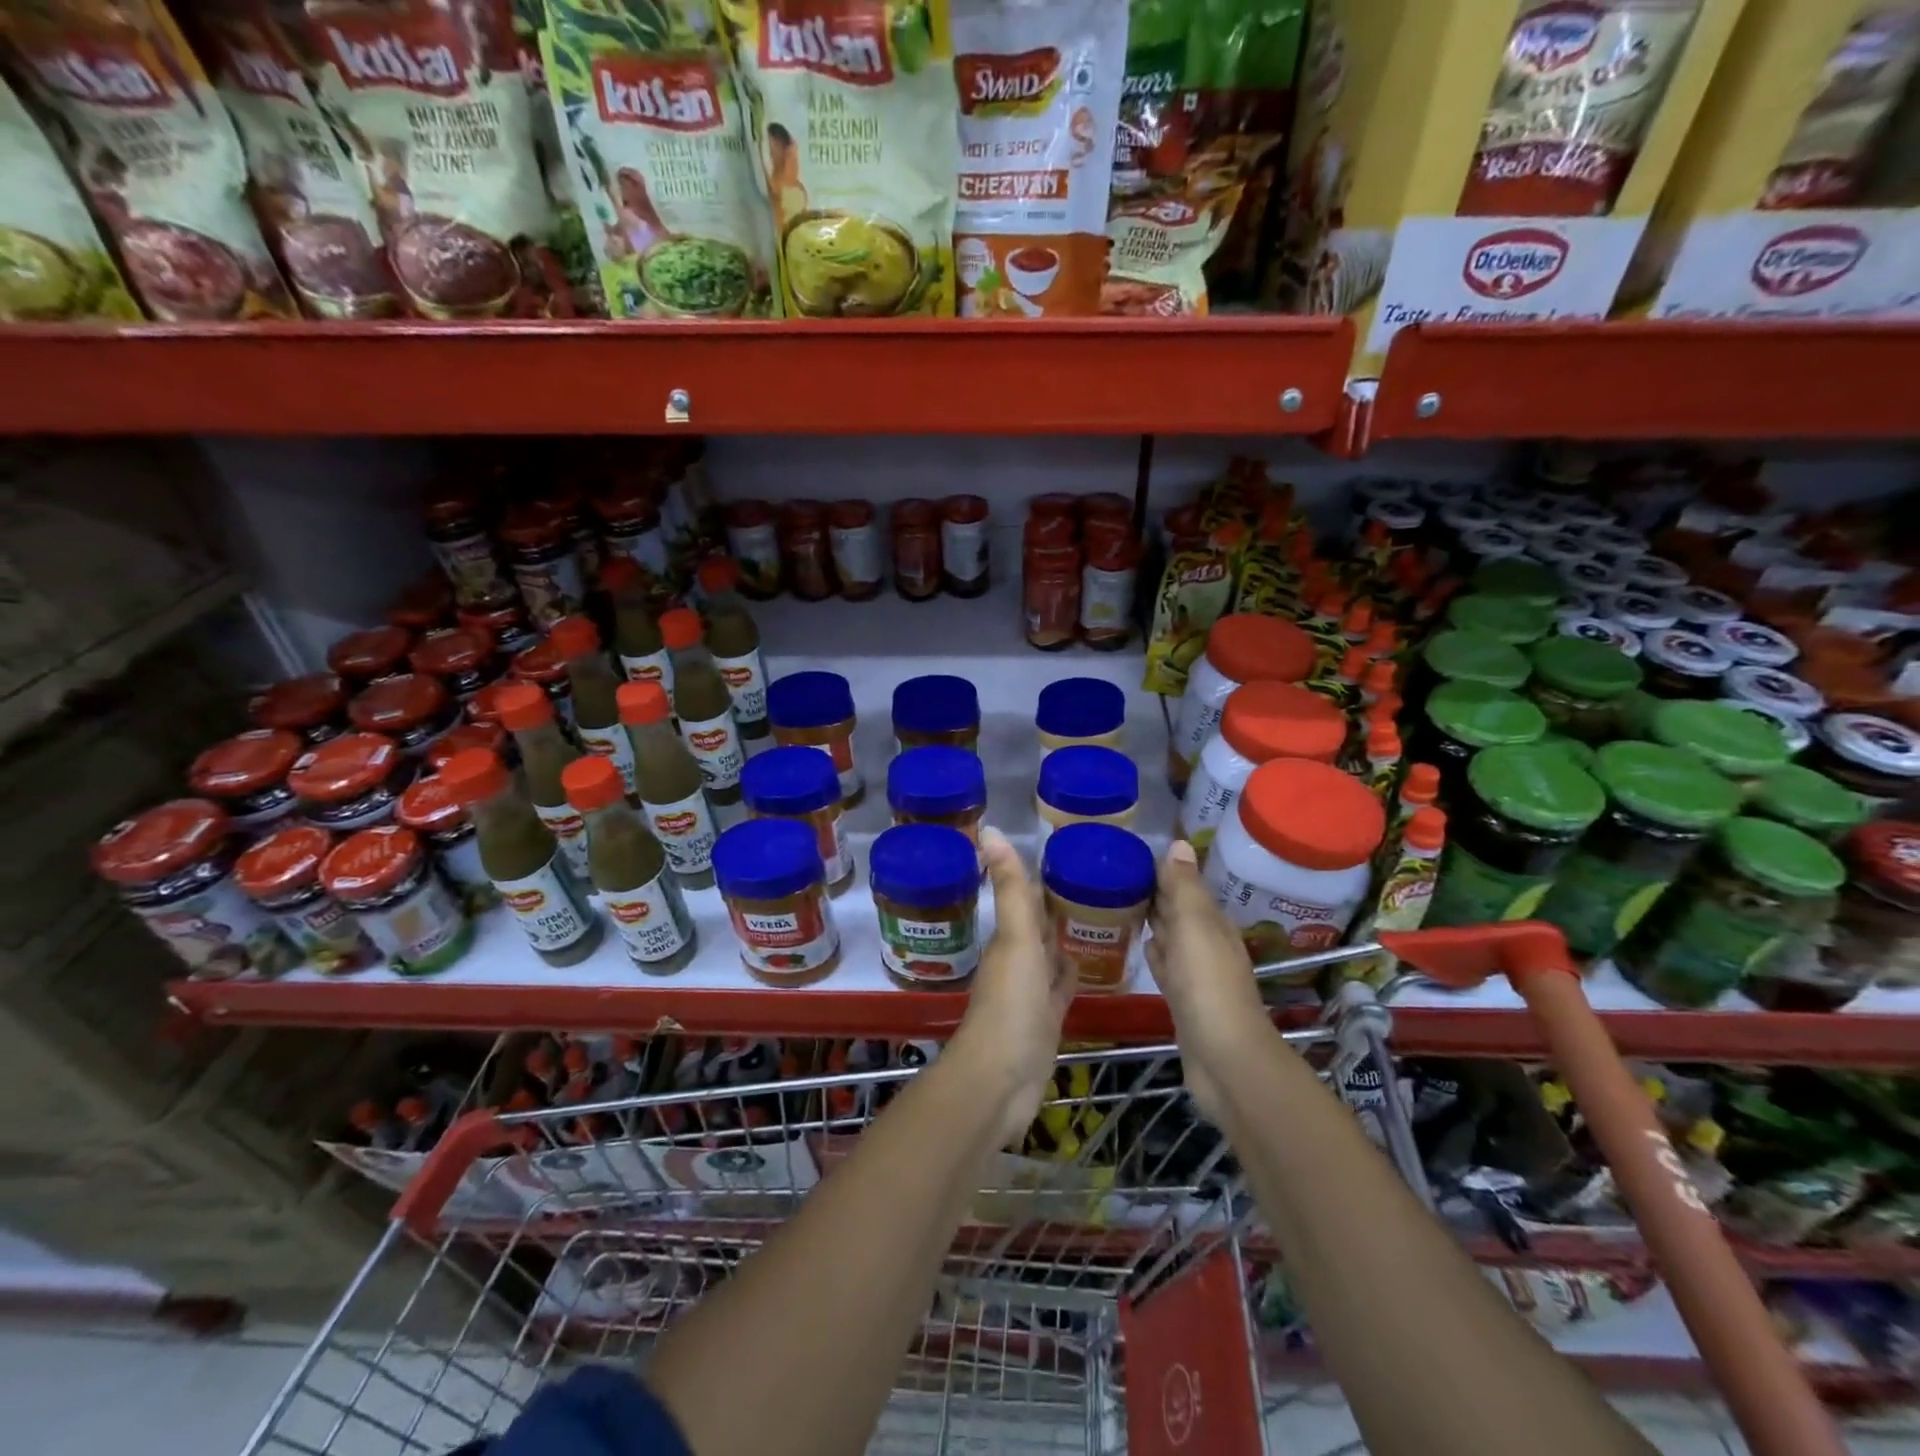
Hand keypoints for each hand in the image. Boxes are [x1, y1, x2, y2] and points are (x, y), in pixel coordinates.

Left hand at [952, 827, 1074, 1146]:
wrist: (1001, 1081)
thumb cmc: (1010, 1005)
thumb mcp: (1016, 939)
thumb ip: (1011, 888)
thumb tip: (989, 829)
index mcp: (1010, 939)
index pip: (1028, 899)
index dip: (1044, 878)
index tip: (1072, 855)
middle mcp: (1018, 961)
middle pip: (1040, 927)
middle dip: (1060, 906)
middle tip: (1097, 882)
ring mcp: (1032, 994)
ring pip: (1051, 956)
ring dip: (1067, 938)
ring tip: (1102, 915)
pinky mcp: (1047, 1021)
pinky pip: (1062, 988)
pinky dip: (1073, 974)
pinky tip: (1091, 965)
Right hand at [1145, 840, 1273, 1122]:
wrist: (1224, 1059)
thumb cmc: (1207, 985)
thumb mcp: (1194, 927)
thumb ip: (1184, 887)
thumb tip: (1179, 843)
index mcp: (1212, 922)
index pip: (1184, 885)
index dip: (1160, 870)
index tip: (1127, 854)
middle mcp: (1207, 943)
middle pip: (1178, 910)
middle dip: (1153, 893)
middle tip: (1113, 876)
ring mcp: (1196, 973)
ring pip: (1171, 936)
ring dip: (1152, 921)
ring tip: (1118, 904)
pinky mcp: (1183, 999)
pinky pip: (1166, 965)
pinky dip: (1154, 952)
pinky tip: (1139, 948)